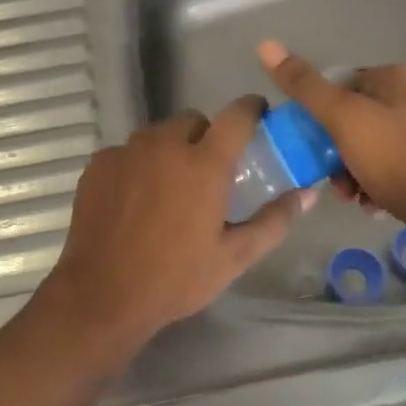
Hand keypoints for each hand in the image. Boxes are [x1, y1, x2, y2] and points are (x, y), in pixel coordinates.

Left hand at [37, 99, 314, 350]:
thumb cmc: (176, 278)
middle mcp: (165, 144)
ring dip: (170, 150)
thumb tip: (307, 194)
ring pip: (158, 134)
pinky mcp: (99, 164)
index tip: (258, 115)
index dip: (251, 109)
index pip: (237, 115)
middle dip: (205, 137)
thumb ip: (274, 220)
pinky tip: (134, 201)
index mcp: (204, 163)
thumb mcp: (234, 256)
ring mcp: (127, 151)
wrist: (103, 296)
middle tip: (207, 174)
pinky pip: (127, 151)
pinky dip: (137, 165)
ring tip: (168, 190)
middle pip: (194, 121)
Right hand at [257, 40, 405, 227]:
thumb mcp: (341, 118)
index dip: (320, 117)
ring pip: (377, 145)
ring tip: (356, 198)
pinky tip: (377, 204)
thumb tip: (265, 44)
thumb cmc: (394, 157)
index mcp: (392, 77)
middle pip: (358, 119)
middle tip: (334, 182)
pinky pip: (400, 165)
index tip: (313, 148)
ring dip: (357, 171)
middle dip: (338, 152)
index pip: (341, 86)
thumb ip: (304, 85)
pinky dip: (383, 182)